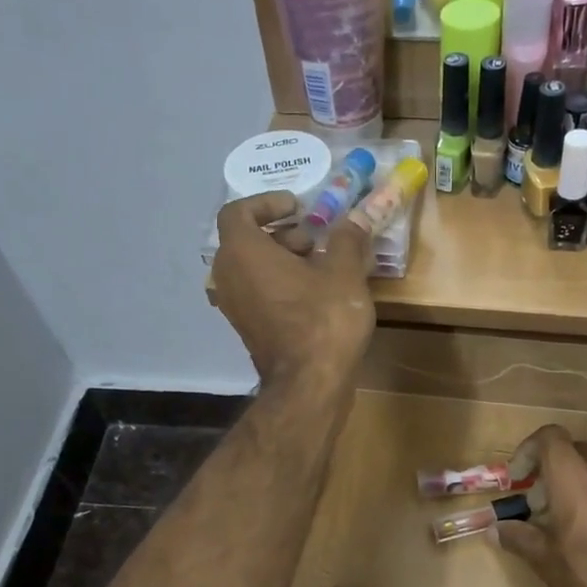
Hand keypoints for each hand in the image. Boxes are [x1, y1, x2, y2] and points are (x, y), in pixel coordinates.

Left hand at [213, 191, 374, 386]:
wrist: (309, 383)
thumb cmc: (323, 319)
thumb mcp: (344, 272)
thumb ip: (347, 237)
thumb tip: (357, 216)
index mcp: (243, 251)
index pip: (239, 211)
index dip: (267, 203)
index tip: (298, 207)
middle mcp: (228, 276)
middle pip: (247, 240)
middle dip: (283, 233)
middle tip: (317, 238)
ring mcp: (235, 306)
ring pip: (253, 268)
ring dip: (284, 259)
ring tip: (323, 265)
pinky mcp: (247, 328)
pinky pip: (258, 292)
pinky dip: (280, 283)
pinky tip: (317, 293)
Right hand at [496, 426, 586, 586]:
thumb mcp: (544, 559)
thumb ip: (518, 537)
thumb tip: (494, 529)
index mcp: (573, 478)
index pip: (550, 437)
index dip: (528, 449)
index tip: (517, 478)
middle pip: (571, 450)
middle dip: (548, 467)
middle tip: (535, 498)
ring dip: (571, 482)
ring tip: (557, 518)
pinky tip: (585, 533)